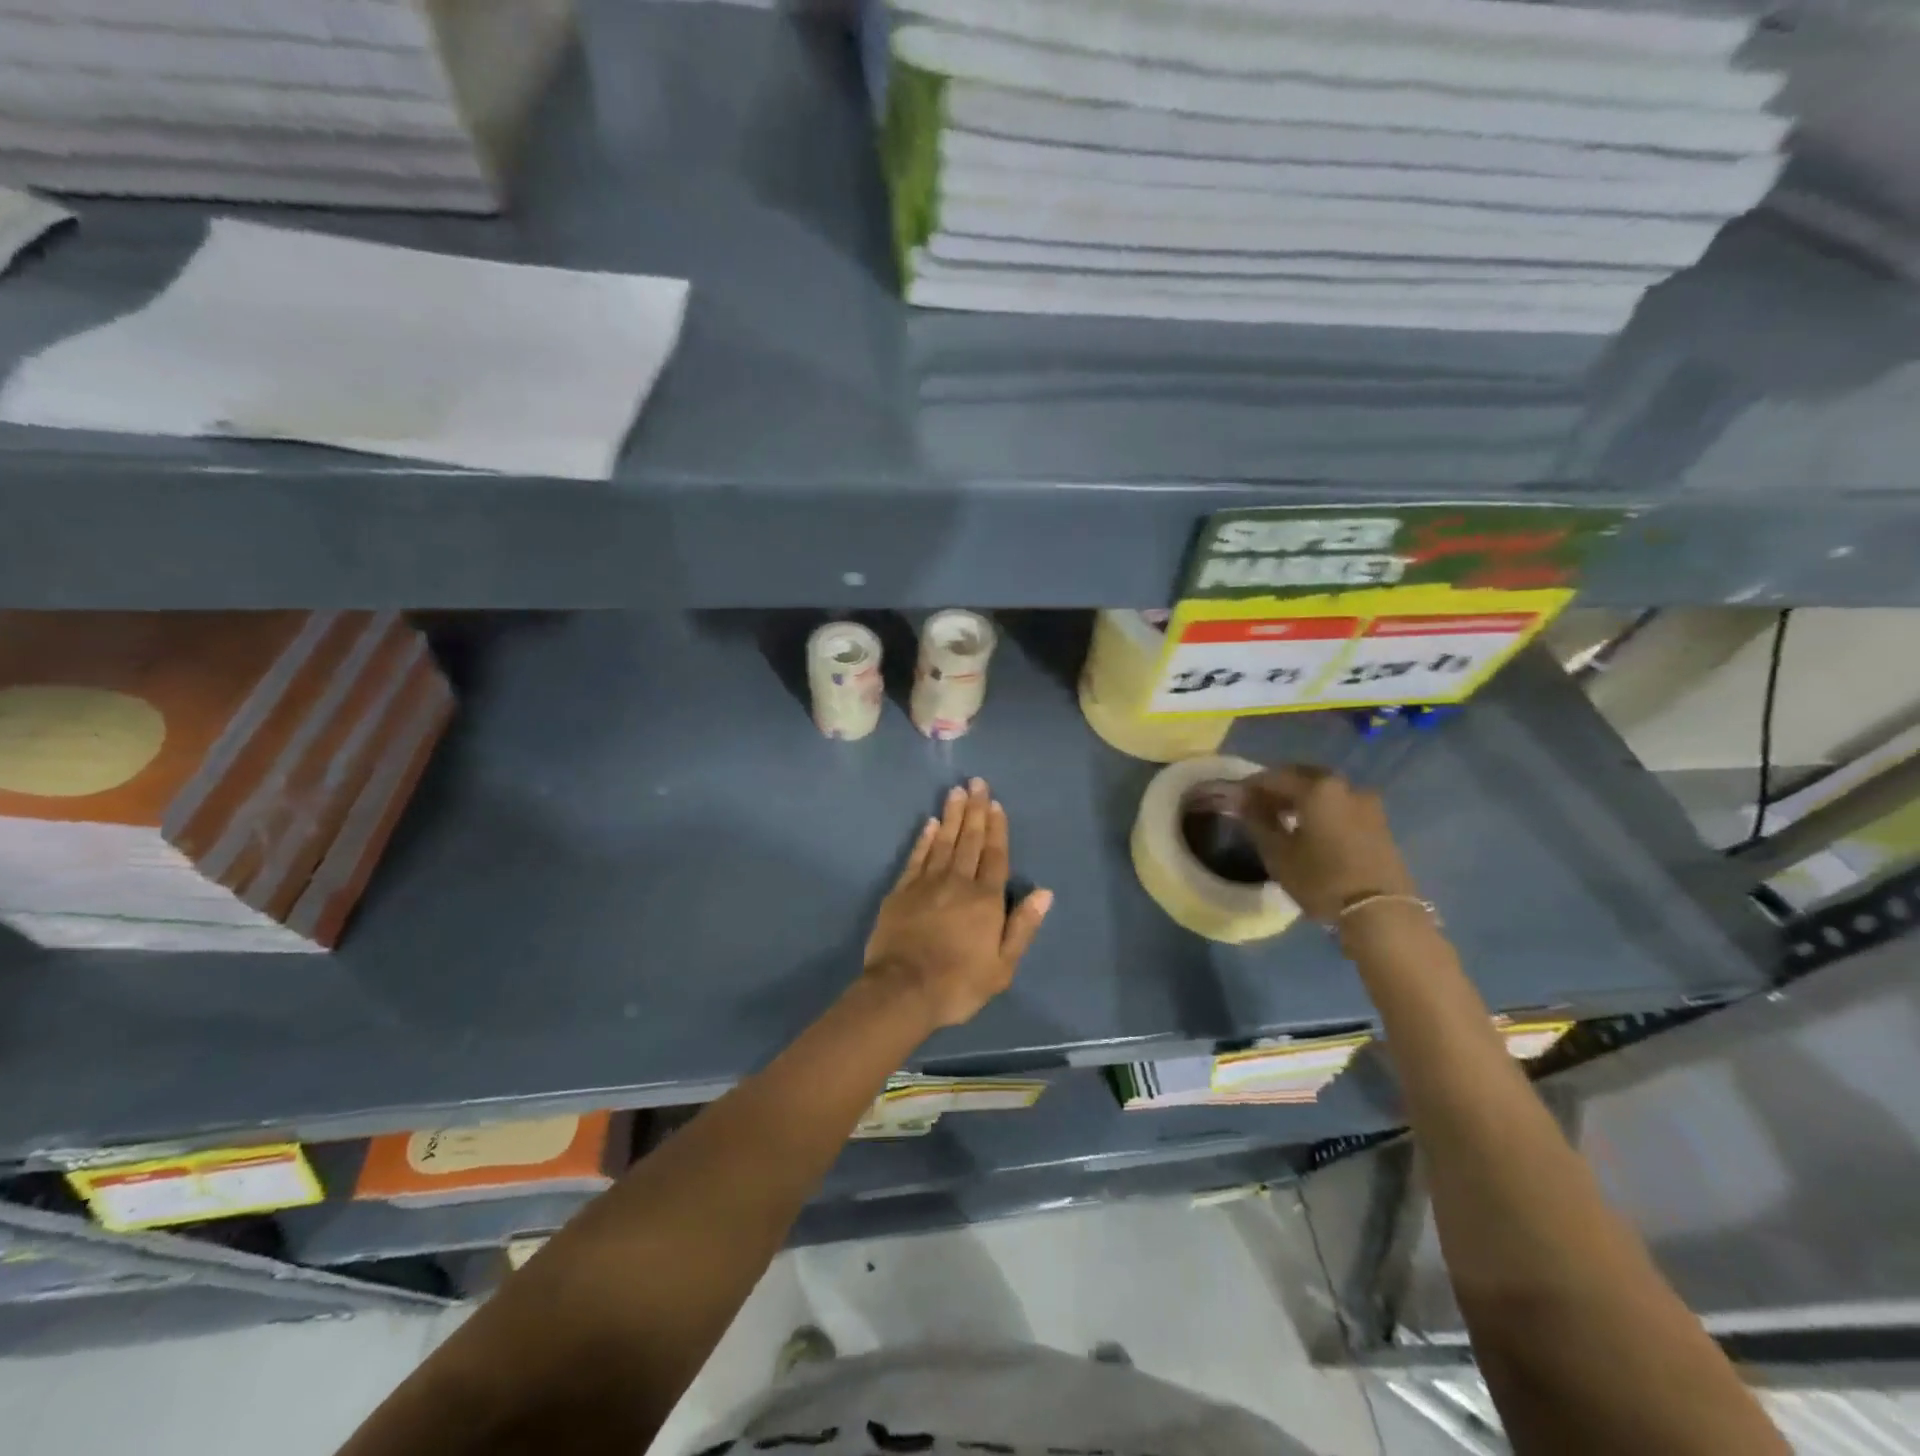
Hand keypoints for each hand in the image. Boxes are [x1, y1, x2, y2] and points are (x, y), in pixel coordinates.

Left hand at [863, 778, 1053, 1029]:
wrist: (903, 990)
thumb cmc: (959, 983)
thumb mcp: (1003, 966)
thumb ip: (1023, 926)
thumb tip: (1044, 892)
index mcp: (986, 899)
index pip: (995, 855)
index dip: (997, 828)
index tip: (995, 803)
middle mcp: (958, 882)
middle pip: (970, 840)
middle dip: (974, 810)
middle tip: (976, 782)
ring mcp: (927, 883)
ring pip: (943, 841)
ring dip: (951, 815)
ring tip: (955, 791)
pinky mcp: (902, 891)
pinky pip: (917, 857)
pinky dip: (924, 838)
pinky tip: (929, 823)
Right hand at [1242, 766, 1418, 923]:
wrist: (1381, 913)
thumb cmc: (1321, 879)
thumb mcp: (1278, 853)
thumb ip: (1257, 820)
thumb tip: (1242, 799)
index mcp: (1317, 788)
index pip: (1274, 777)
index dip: (1251, 786)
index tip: (1236, 799)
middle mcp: (1344, 786)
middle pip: (1303, 777)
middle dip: (1279, 788)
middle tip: (1259, 806)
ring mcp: (1367, 803)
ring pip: (1325, 791)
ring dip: (1302, 799)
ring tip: (1284, 820)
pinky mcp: (1380, 823)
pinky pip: (1341, 805)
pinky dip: (1322, 810)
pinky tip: (1311, 830)